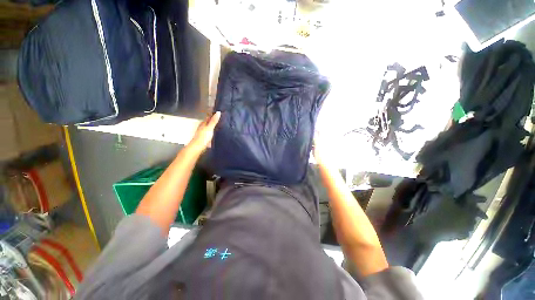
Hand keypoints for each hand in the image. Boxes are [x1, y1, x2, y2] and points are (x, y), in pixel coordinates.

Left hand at [188, 111, 220, 152]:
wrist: (197, 148)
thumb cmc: (203, 137)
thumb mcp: (210, 128)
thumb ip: (214, 121)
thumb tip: (218, 112)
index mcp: (203, 124)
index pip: (208, 117)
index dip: (213, 114)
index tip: (218, 112)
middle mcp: (202, 128)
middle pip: (208, 123)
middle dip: (213, 121)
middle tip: (220, 119)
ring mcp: (203, 134)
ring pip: (209, 129)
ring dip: (213, 127)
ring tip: (220, 126)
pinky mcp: (205, 139)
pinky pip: (210, 135)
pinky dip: (213, 134)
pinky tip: (216, 135)